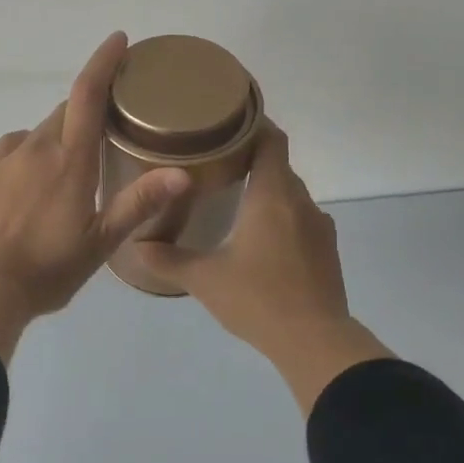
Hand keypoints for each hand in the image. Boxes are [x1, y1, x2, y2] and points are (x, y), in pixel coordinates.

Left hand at [0, 32, 192, 360]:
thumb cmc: (47, 267)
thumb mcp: (100, 242)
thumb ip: (139, 203)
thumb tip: (183, 173)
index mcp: (70, 159)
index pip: (88, 94)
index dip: (104, 62)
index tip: (118, 39)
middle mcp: (37, 147)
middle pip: (67, 110)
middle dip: (90, 108)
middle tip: (110, 127)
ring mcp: (7, 158)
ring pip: (42, 130)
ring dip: (62, 133)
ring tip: (75, 164)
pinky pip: (17, 146)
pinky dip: (34, 150)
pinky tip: (37, 176)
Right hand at [133, 122, 390, 410]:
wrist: (315, 342)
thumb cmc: (258, 299)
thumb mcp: (205, 279)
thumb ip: (169, 258)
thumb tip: (137, 243)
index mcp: (272, 194)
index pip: (272, 139)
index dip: (254, 124)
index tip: (228, 120)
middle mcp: (300, 201)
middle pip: (278, 164)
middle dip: (251, 158)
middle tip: (216, 161)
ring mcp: (319, 226)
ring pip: (290, 194)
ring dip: (266, 190)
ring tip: (234, 199)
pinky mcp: (327, 250)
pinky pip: (301, 219)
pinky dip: (280, 217)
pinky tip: (260, 240)